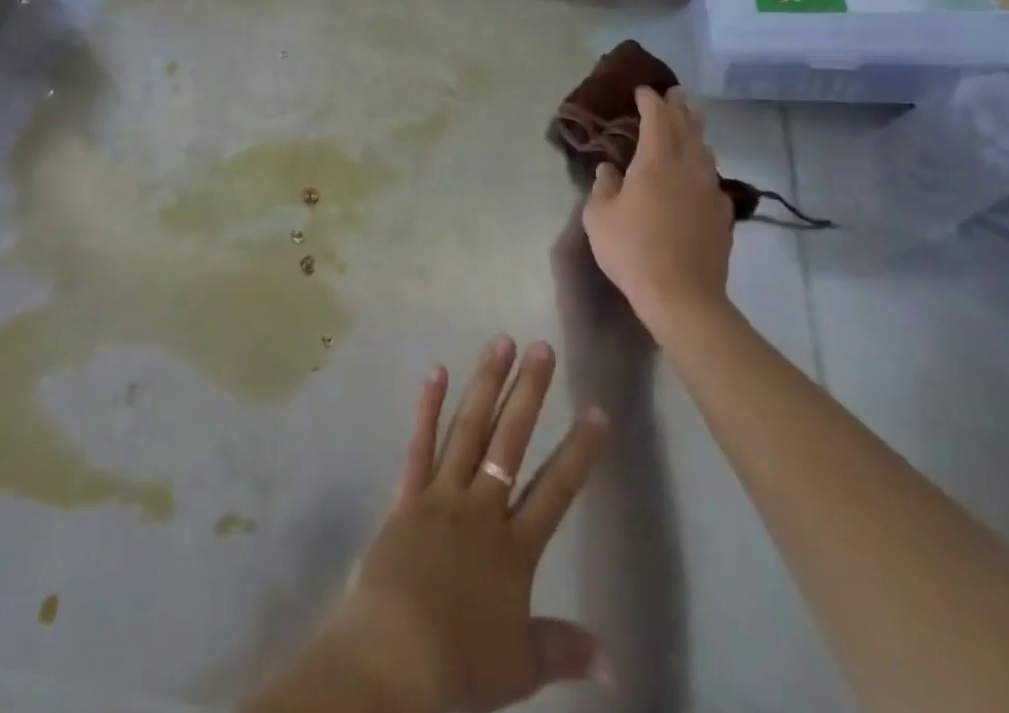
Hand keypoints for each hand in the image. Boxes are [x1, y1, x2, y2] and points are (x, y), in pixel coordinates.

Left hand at [325, 337, 609, 712]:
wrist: (394, 656)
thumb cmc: (461, 663)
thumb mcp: (520, 664)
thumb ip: (564, 649)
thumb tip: (614, 661)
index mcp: (514, 546)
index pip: (556, 489)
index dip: (579, 451)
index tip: (597, 412)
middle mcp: (481, 507)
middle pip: (510, 441)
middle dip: (529, 393)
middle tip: (542, 348)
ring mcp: (441, 495)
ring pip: (468, 429)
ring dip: (485, 384)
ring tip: (500, 343)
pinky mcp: (407, 496)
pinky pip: (419, 445)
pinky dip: (427, 407)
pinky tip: (436, 371)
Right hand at [582, 86, 734, 331]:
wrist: (683, 296)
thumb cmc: (632, 250)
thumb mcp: (599, 217)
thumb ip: (603, 187)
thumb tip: (609, 170)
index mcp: (656, 160)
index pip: (657, 118)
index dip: (650, 100)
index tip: (643, 90)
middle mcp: (688, 167)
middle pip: (687, 126)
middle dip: (679, 107)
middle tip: (675, 93)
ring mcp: (710, 190)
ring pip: (704, 150)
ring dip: (695, 132)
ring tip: (689, 125)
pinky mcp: (723, 215)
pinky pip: (712, 179)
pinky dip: (703, 166)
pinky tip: (699, 175)